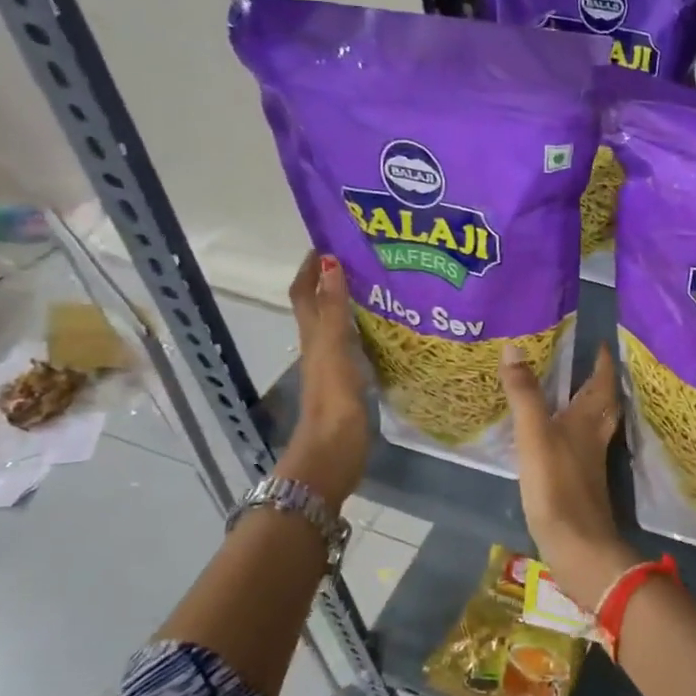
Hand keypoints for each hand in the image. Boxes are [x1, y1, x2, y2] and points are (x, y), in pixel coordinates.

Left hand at [276, 252, 369, 504]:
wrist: (332, 455)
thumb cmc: (333, 402)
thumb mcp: (333, 350)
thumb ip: (333, 310)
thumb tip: (330, 262)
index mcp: (313, 336)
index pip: (304, 291)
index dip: (311, 266)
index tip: (332, 239)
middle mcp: (320, 347)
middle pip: (321, 305)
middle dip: (335, 279)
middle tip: (367, 258)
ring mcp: (335, 367)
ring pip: (340, 325)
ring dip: (353, 304)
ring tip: (384, 285)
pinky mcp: (350, 384)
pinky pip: (357, 347)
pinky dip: (368, 331)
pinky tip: (390, 330)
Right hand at [500, 341, 635, 609]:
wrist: (576, 544)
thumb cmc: (557, 485)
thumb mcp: (534, 434)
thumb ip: (525, 394)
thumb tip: (514, 347)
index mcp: (588, 421)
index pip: (602, 383)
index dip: (603, 363)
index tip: (602, 343)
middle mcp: (594, 438)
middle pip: (604, 405)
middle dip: (600, 384)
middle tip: (589, 365)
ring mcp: (589, 463)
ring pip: (594, 426)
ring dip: (588, 408)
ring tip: (571, 395)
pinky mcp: (579, 483)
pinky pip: (580, 446)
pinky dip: (573, 433)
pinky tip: (557, 438)